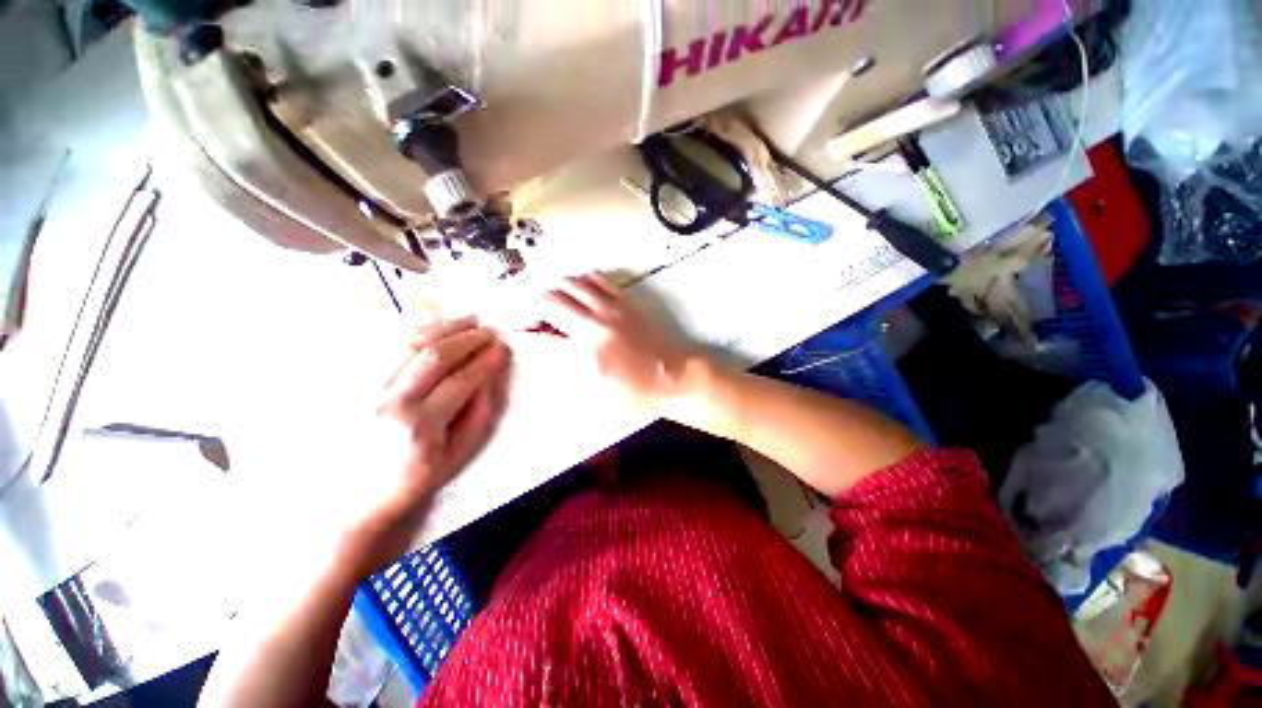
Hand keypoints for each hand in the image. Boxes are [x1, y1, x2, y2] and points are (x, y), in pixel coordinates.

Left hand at [349, 317, 509, 563]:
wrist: (350, 499)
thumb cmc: (412, 480)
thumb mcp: (456, 455)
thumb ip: (477, 413)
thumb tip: (488, 376)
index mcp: (420, 427)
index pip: (461, 381)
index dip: (485, 360)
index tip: (501, 348)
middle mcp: (389, 404)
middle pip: (433, 356)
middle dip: (466, 338)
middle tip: (487, 330)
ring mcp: (364, 392)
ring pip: (406, 345)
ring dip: (441, 328)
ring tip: (466, 320)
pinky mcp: (350, 385)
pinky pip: (384, 348)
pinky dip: (413, 332)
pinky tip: (433, 328)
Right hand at [536, 273, 703, 416]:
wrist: (677, 377)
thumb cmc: (639, 396)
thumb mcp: (598, 400)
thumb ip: (567, 375)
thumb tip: (547, 353)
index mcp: (586, 357)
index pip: (540, 340)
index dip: (524, 337)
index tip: (520, 336)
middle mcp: (595, 326)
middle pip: (548, 301)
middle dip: (536, 311)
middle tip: (541, 323)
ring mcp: (611, 309)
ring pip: (569, 282)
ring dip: (557, 293)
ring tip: (560, 308)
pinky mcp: (625, 301)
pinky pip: (595, 277)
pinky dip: (581, 282)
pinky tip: (583, 296)